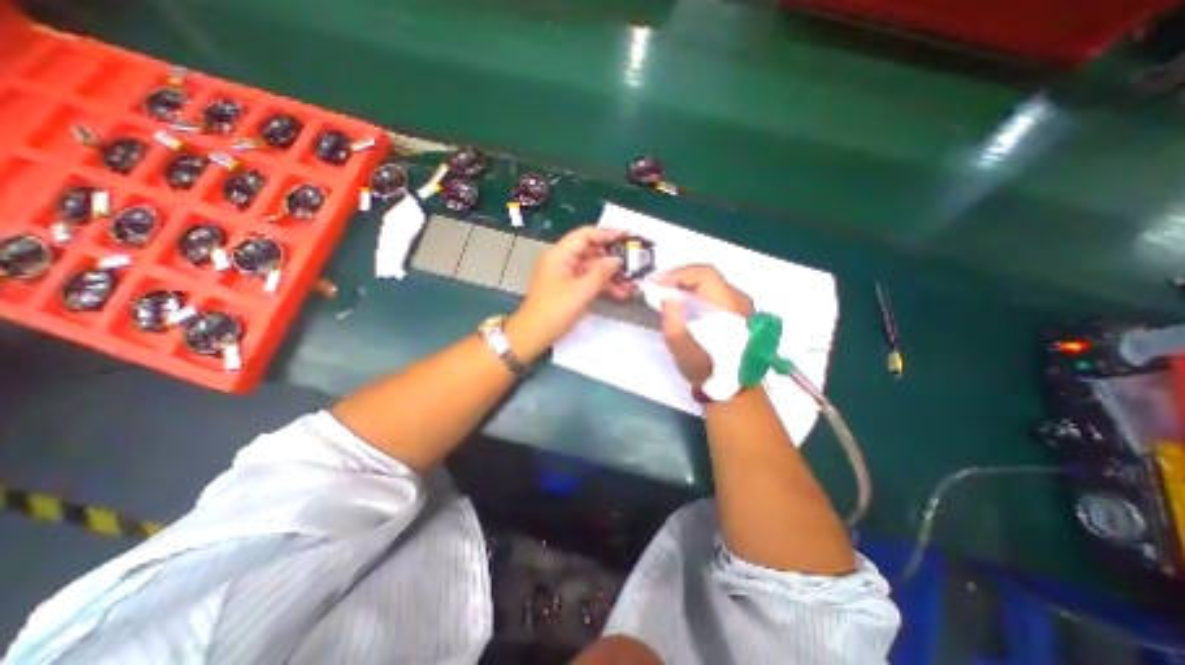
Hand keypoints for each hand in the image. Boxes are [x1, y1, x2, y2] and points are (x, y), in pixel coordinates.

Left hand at [510, 227, 638, 354]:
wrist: (533, 335)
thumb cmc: (554, 312)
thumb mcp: (581, 292)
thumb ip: (601, 273)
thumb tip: (617, 260)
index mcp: (559, 255)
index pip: (585, 235)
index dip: (607, 233)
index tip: (627, 235)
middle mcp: (562, 260)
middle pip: (591, 251)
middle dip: (612, 258)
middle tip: (633, 263)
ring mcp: (565, 275)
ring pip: (592, 268)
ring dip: (610, 275)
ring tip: (631, 284)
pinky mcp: (568, 288)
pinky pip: (588, 281)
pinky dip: (602, 285)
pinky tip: (620, 293)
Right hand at [653, 265, 753, 387]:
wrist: (733, 388)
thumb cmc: (707, 370)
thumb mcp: (683, 350)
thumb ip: (673, 321)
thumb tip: (668, 297)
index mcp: (728, 306)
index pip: (703, 275)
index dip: (678, 274)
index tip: (658, 284)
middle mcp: (739, 300)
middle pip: (707, 275)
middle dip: (679, 277)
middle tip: (658, 286)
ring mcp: (741, 305)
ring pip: (710, 282)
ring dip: (686, 283)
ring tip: (667, 291)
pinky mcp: (737, 311)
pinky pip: (713, 291)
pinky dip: (695, 291)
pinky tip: (682, 301)